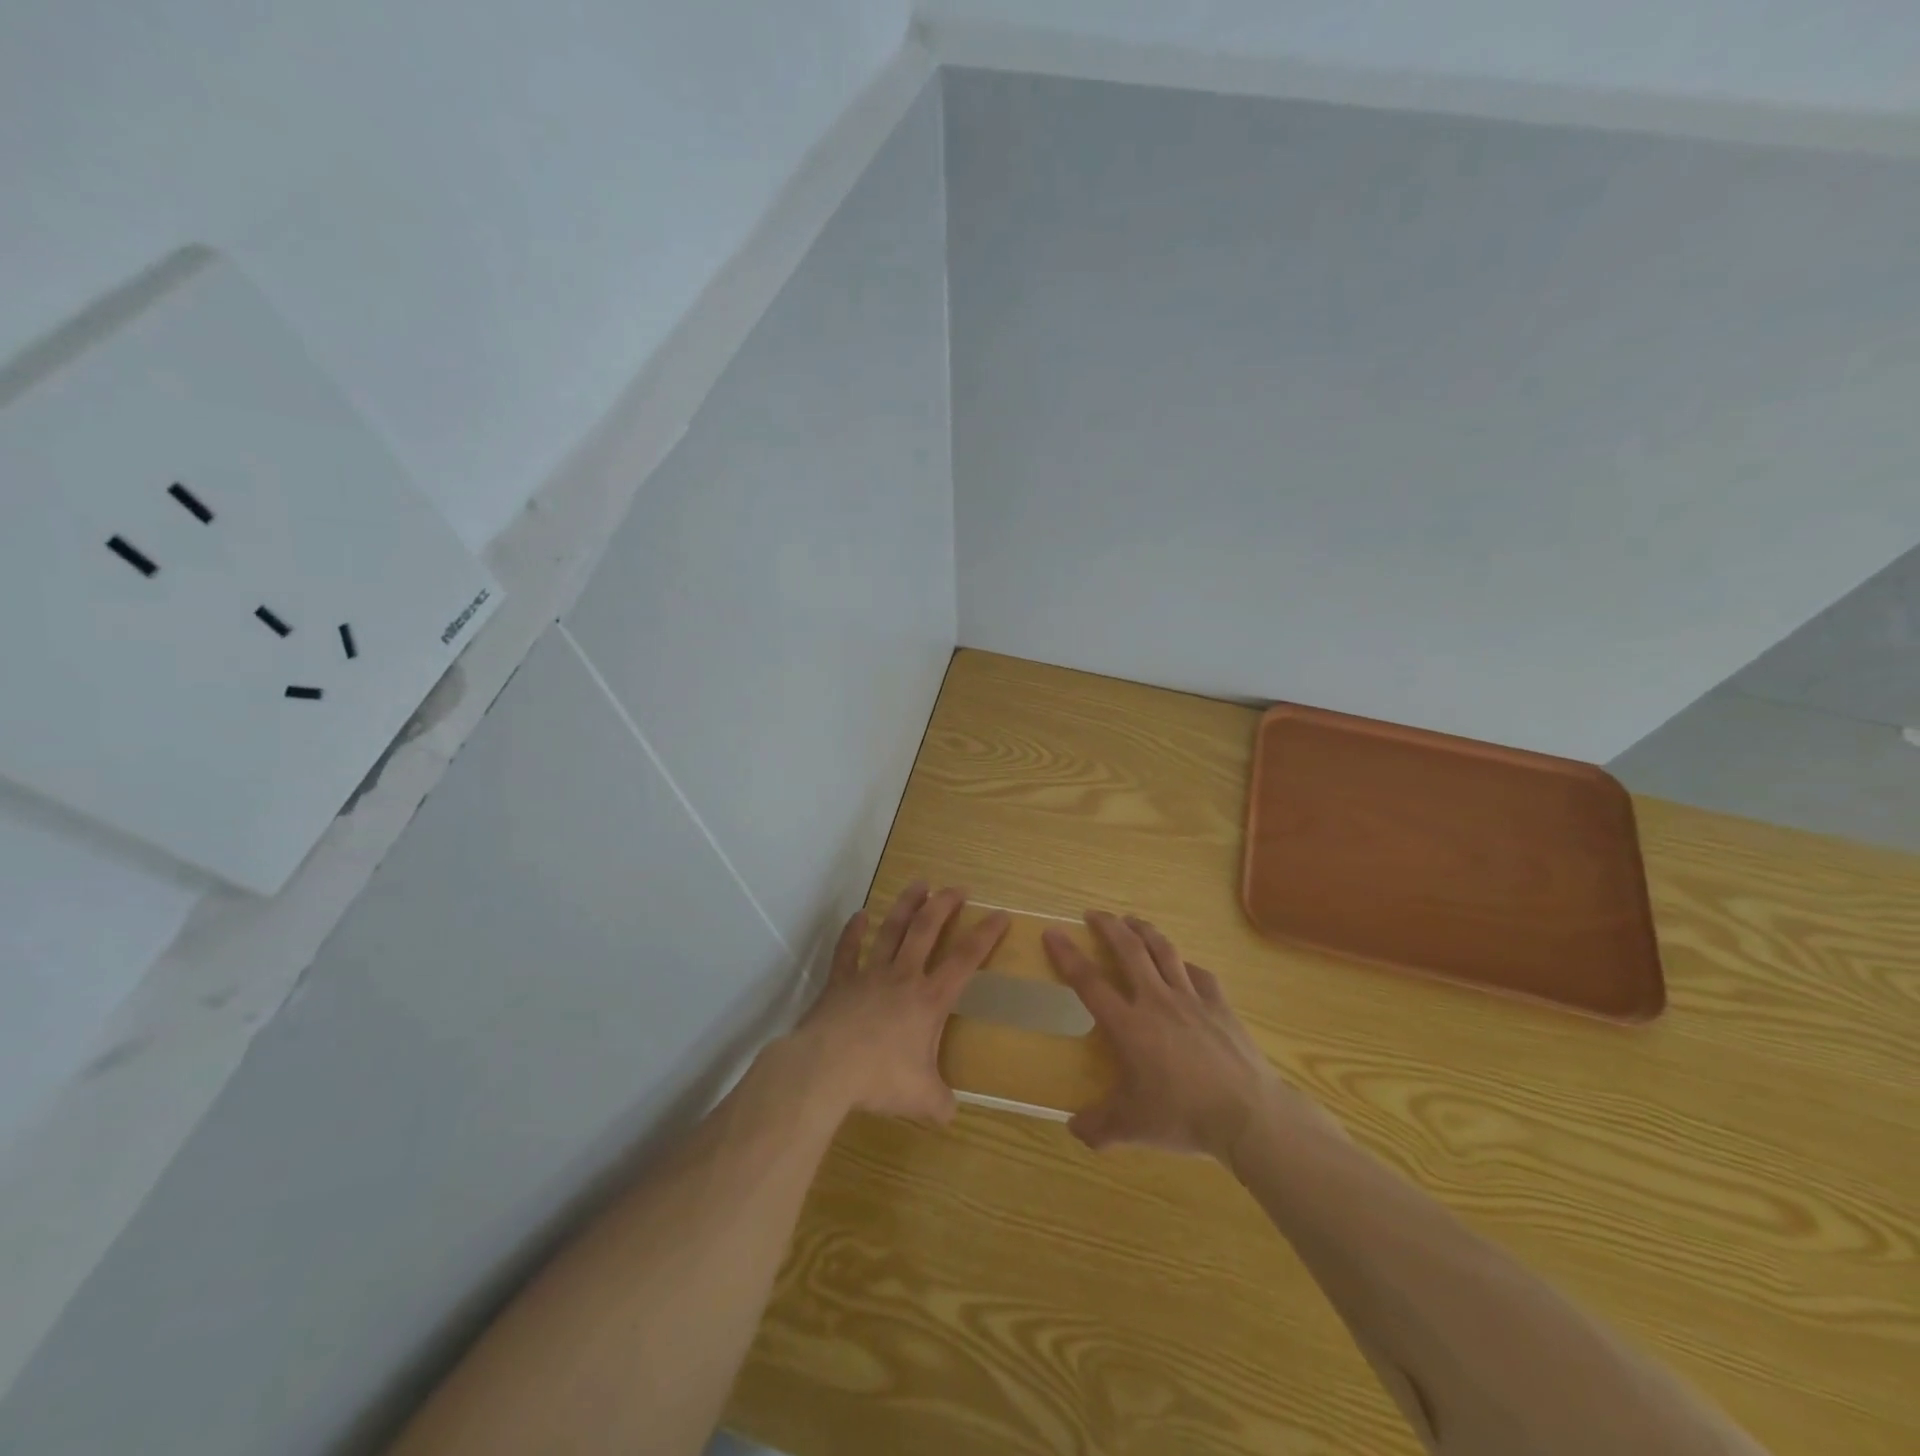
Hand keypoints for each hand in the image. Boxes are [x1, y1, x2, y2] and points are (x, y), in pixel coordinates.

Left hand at [791, 883, 1008, 1123]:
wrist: (826, 1068)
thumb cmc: (880, 1078)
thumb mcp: (921, 1098)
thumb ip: (940, 1103)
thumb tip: (950, 1114)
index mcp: (929, 999)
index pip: (966, 959)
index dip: (986, 935)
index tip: (1000, 914)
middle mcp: (903, 977)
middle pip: (927, 930)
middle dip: (944, 905)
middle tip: (958, 888)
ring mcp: (869, 974)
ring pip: (892, 929)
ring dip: (906, 905)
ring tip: (919, 884)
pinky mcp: (840, 981)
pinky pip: (848, 949)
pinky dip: (854, 930)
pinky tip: (860, 915)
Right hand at [1045, 912, 1297, 1159]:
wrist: (1247, 1114)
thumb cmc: (1183, 1116)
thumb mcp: (1133, 1128)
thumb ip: (1099, 1127)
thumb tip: (1073, 1129)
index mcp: (1129, 1025)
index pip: (1089, 982)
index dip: (1067, 956)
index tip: (1053, 932)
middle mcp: (1156, 1001)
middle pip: (1129, 950)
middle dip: (1108, 926)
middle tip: (1094, 914)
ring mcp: (1191, 999)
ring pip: (1164, 951)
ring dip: (1144, 931)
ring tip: (1132, 921)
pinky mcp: (1220, 1005)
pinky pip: (1199, 974)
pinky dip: (1185, 965)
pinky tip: (1182, 965)